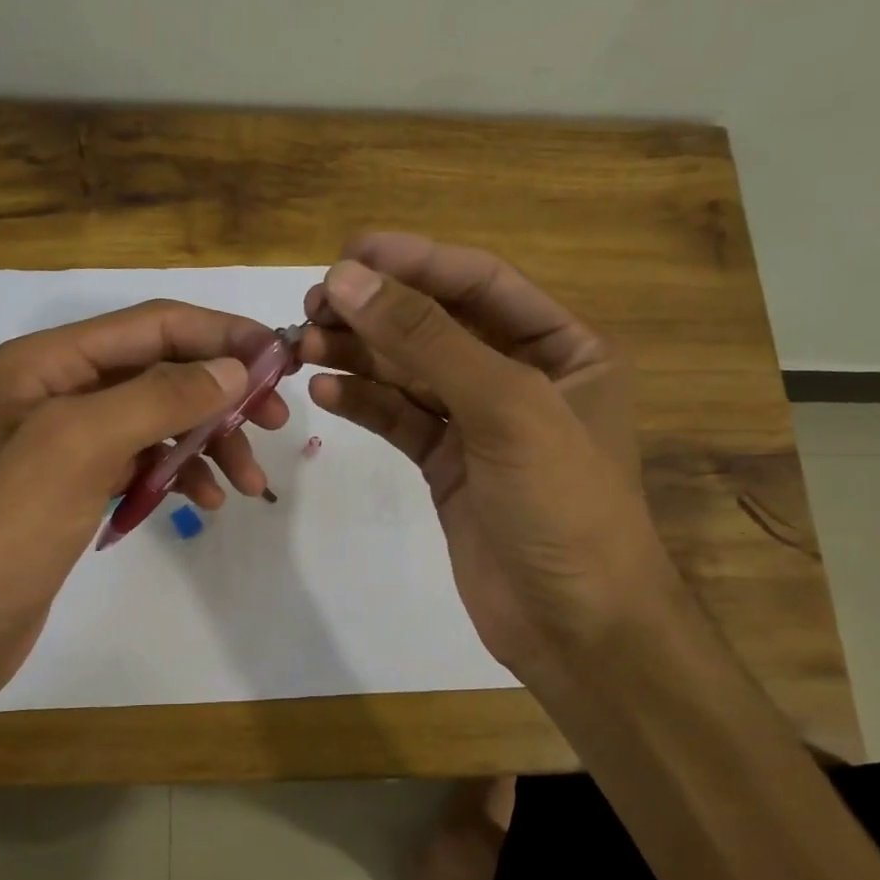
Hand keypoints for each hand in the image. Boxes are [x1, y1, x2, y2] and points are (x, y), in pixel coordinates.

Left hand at [0, 301, 289, 708]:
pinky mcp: (82, 484)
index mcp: (51, 361)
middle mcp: (62, 389)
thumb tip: (233, 369)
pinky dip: (181, 474)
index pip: (153, 325)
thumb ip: (159, 396)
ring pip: (161, 420)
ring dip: (210, 442)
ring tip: (250, 482)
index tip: (279, 359)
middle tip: (277, 422)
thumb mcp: (81, 445)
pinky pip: (146, 462)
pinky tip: (207, 502)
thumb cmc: (9, 527)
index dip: (220, 334)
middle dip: (222, 394)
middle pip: (162, 370)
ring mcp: (71, 440)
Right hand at [301, 233, 668, 681]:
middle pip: (437, 324)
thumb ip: (427, 340)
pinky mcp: (448, 464)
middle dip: (376, 311)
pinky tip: (326, 392)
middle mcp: (522, 375)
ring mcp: (480, 422)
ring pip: (411, 372)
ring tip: (304, 345)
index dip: (414, 262)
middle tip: (314, 304)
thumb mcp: (505, 407)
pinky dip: (365, 403)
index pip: (479, 282)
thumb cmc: (563, 505)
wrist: (575, 626)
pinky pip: (401, 419)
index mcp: (564, 346)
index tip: (348, 253)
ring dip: (360, 355)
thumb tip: (349, 277)